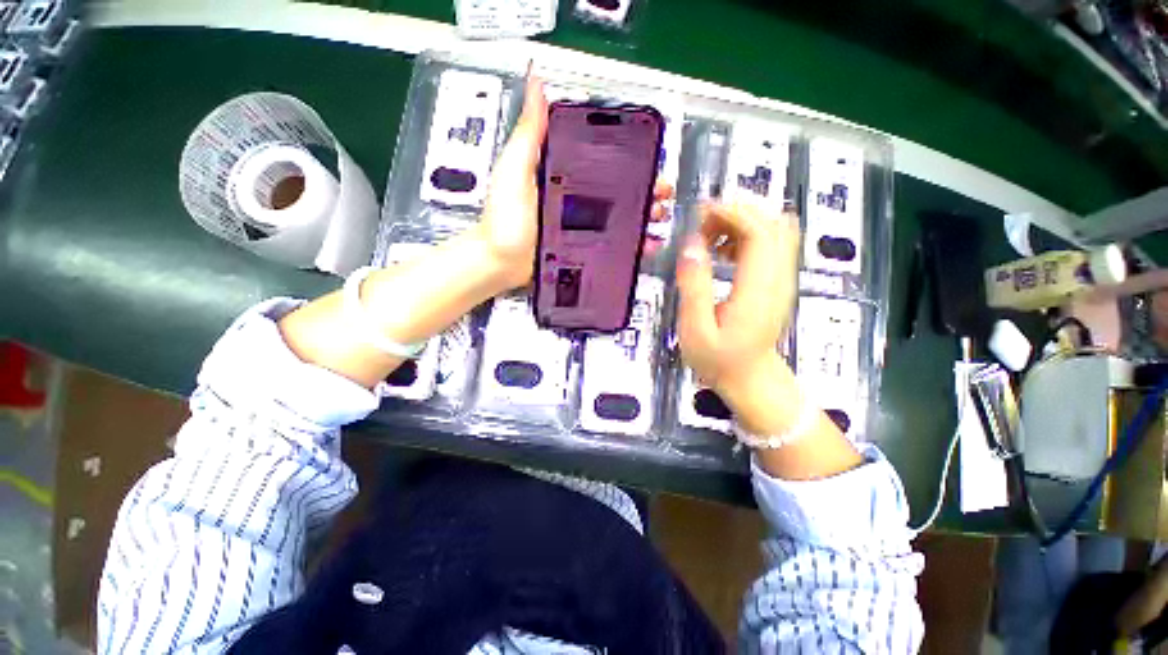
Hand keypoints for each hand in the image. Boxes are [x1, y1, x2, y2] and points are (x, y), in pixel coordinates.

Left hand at [476, 74, 676, 291]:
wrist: (501, 264)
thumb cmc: (504, 220)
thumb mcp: (515, 171)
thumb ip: (529, 135)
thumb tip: (536, 84)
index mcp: (564, 175)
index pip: (602, 162)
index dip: (629, 158)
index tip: (650, 157)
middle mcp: (575, 198)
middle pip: (617, 190)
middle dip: (644, 188)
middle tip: (662, 191)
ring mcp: (582, 225)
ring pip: (620, 216)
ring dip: (643, 214)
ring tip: (659, 215)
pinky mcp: (584, 247)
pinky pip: (613, 243)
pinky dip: (632, 242)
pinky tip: (647, 243)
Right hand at [675, 202, 800, 401]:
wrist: (750, 380)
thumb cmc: (718, 360)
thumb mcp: (695, 329)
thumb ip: (694, 286)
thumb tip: (691, 245)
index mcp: (758, 289)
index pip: (760, 232)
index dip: (732, 213)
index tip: (700, 214)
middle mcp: (778, 278)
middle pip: (772, 223)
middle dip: (736, 212)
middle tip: (701, 226)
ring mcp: (782, 278)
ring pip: (775, 229)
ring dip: (741, 222)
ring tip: (708, 238)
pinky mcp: (778, 281)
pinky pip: (771, 243)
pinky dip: (747, 235)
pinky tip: (722, 251)